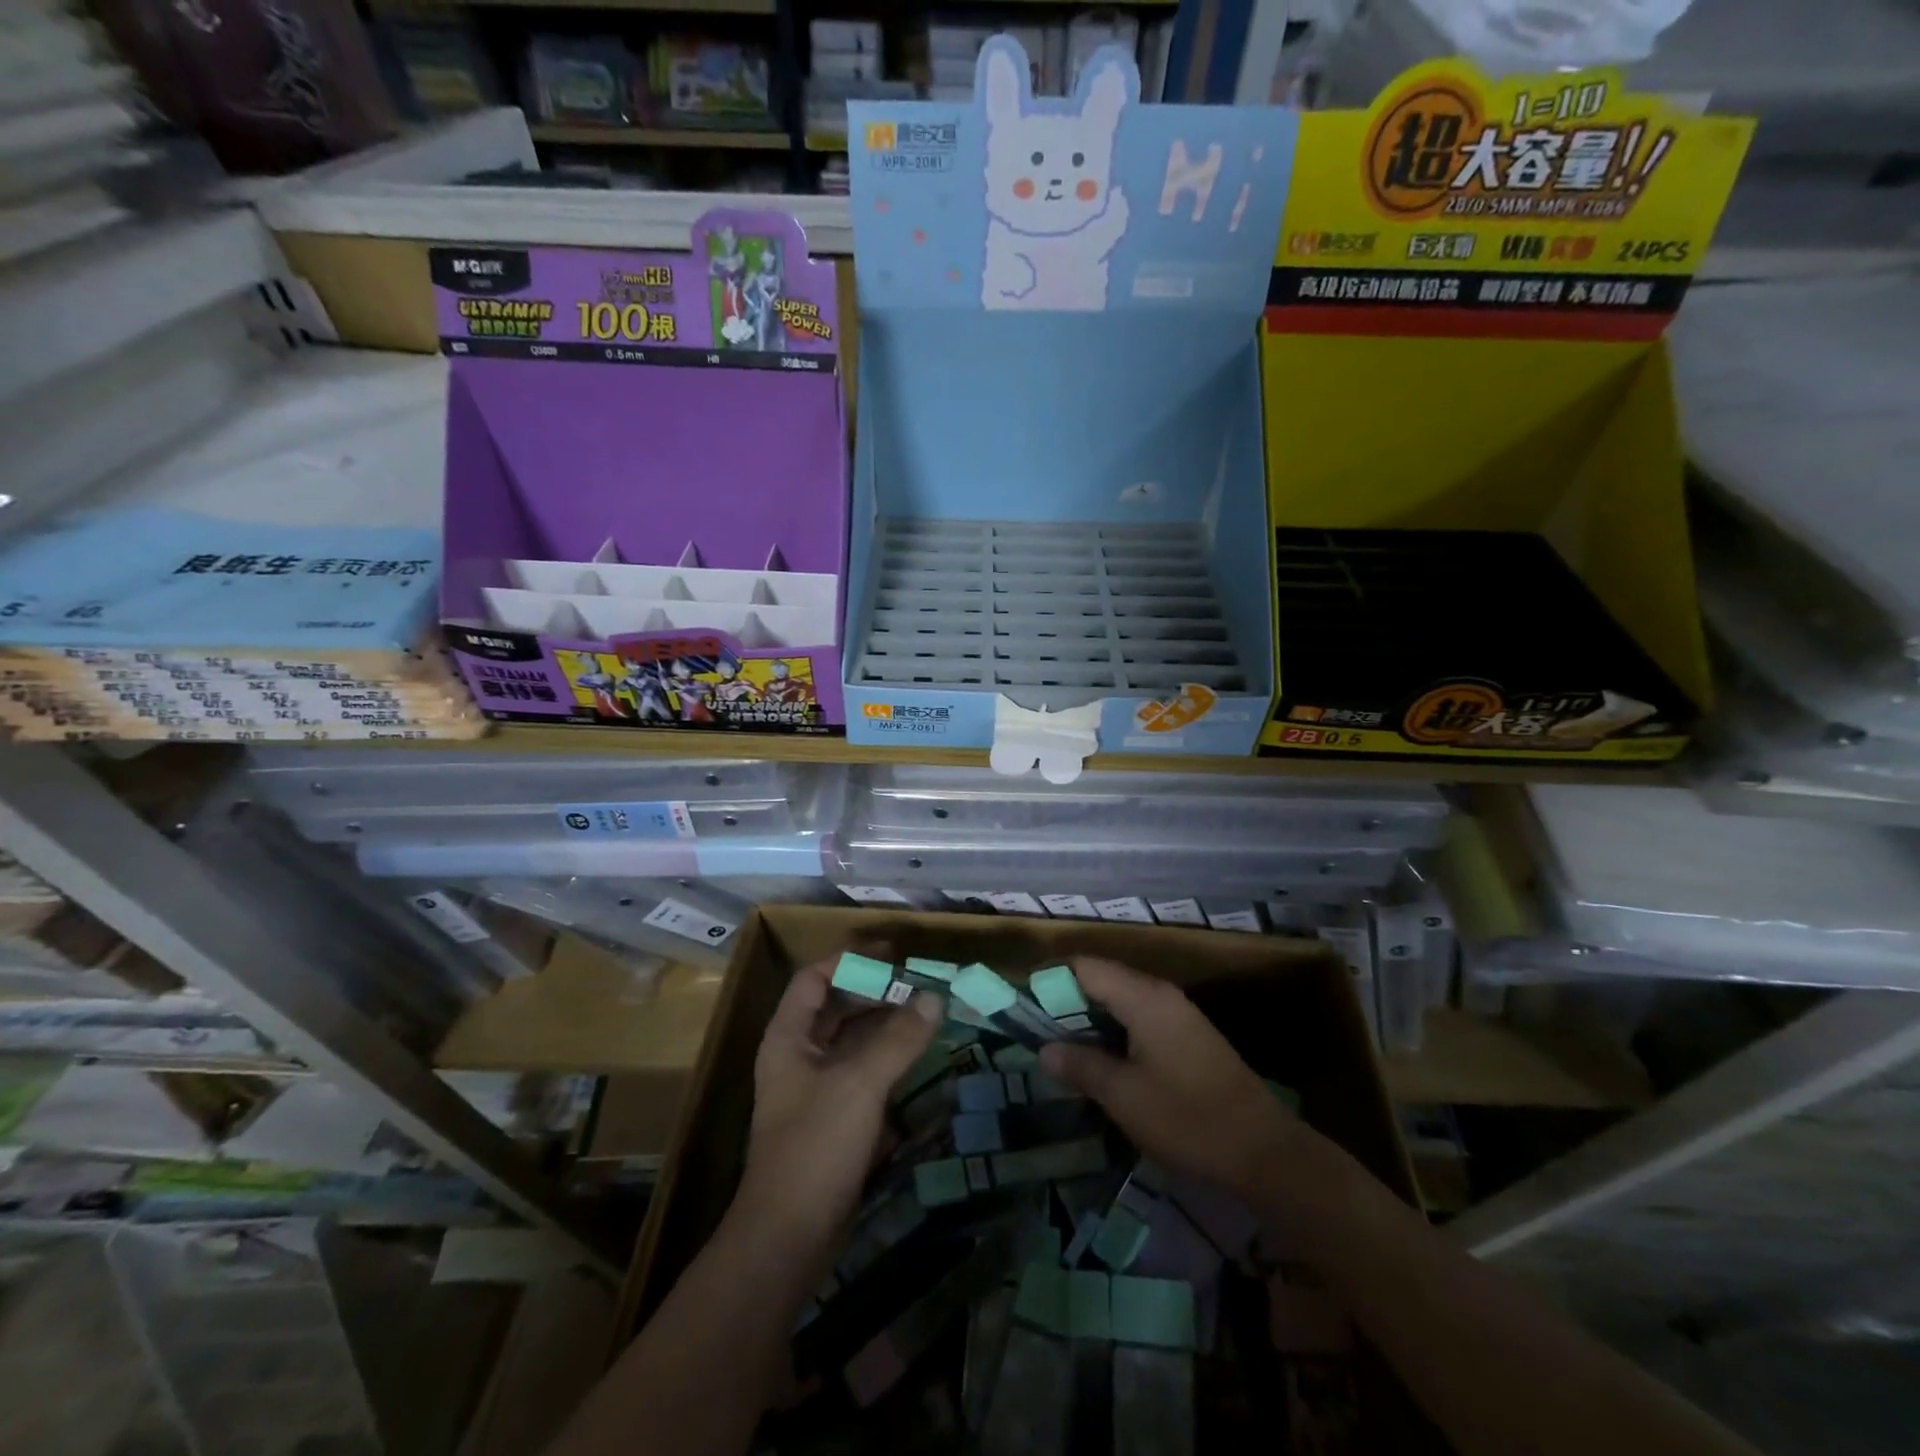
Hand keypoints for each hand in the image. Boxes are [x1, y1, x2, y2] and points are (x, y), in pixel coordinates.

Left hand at [735, 956, 942, 1251]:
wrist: (789, 1237)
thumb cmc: (816, 1145)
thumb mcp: (860, 1083)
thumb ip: (899, 1037)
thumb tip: (935, 997)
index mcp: (789, 1037)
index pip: (815, 979)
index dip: (849, 960)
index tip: (892, 954)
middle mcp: (799, 1057)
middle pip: (837, 1008)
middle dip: (875, 992)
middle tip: (919, 984)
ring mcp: (816, 1091)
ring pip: (853, 1043)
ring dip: (886, 1027)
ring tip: (927, 1014)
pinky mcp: (835, 1121)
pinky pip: (864, 1076)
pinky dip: (889, 1062)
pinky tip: (919, 1060)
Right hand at [1037, 957, 1302, 1202]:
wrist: (1264, 1153)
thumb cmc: (1187, 1118)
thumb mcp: (1123, 1096)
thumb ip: (1080, 1065)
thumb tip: (1045, 1049)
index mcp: (1144, 997)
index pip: (1085, 966)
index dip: (1051, 979)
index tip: (1023, 1004)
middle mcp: (1161, 995)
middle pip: (1102, 979)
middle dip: (1067, 1001)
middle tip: (1037, 1031)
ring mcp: (1178, 1015)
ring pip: (1121, 1000)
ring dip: (1090, 1018)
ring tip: (1062, 1048)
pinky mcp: (1189, 1038)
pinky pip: (1139, 1019)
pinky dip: (1114, 1031)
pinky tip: (1102, 1062)